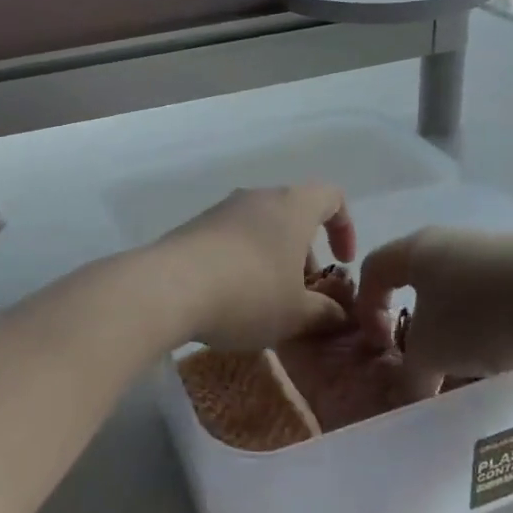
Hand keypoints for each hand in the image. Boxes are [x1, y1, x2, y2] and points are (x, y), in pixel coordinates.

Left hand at [150, 185, 356, 350]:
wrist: (168, 287)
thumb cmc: (248, 293)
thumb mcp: (296, 314)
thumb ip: (325, 313)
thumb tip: (340, 315)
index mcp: (293, 206)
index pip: (332, 197)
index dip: (345, 228)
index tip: (342, 263)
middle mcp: (259, 197)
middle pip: (294, 215)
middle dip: (306, 253)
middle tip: (304, 294)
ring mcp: (223, 209)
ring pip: (262, 227)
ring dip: (274, 259)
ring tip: (268, 302)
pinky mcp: (195, 226)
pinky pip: (232, 238)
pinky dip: (243, 261)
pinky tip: (233, 298)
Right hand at [354, 227, 512, 377]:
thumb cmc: (478, 316)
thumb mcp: (433, 353)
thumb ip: (412, 373)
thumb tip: (412, 388)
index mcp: (416, 249)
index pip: (374, 270)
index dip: (368, 309)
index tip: (381, 346)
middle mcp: (449, 241)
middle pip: (418, 281)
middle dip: (416, 323)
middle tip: (424, 357)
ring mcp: (492, 250)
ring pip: (458, 291)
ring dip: (454, 327)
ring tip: (468, 365)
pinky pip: (493, 295)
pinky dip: (488, 323)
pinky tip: (504, 352)